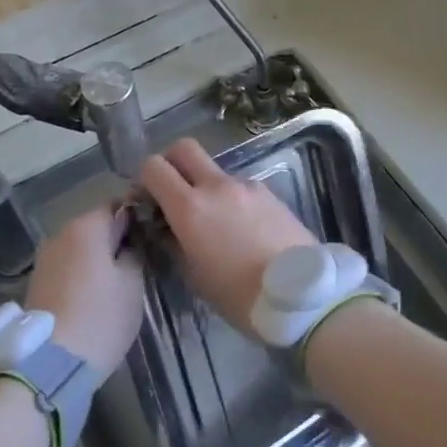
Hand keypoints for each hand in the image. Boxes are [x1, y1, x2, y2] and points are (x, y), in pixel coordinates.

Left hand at [25, 205, 144, 374]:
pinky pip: (67, 266)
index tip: (152, 234)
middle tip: (139, 259)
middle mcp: (60, 233)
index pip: (117, 205)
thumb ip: (134, 251)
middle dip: (116, 238)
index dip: (137, 216)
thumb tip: (130, 239)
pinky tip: (95, 294)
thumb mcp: (132, 283)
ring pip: (80, 247)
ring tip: (117, 281)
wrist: (50, 363)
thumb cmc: (101, 317)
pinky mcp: (37, 282)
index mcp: (86, 226)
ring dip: (98, 257)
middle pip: (96, 225)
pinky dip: (82, 273)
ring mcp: (45, 258)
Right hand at [138, 138, 316, 333]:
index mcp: (190, 207)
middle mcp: (216, 186)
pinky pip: (240, 187)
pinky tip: (243, 230)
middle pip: (184, 148)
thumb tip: (166, 227)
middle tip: (173, 191)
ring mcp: (246, 185)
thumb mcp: (194, 277)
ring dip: (206, 186)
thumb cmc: (239, 296)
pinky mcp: (270, 193)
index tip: (148, 199)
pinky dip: (232, 199)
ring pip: (215, 171)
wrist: (301, 297)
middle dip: (172, 162)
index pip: (154, 166)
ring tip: (216, 223)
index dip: (145, 178)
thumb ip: (174, 243)